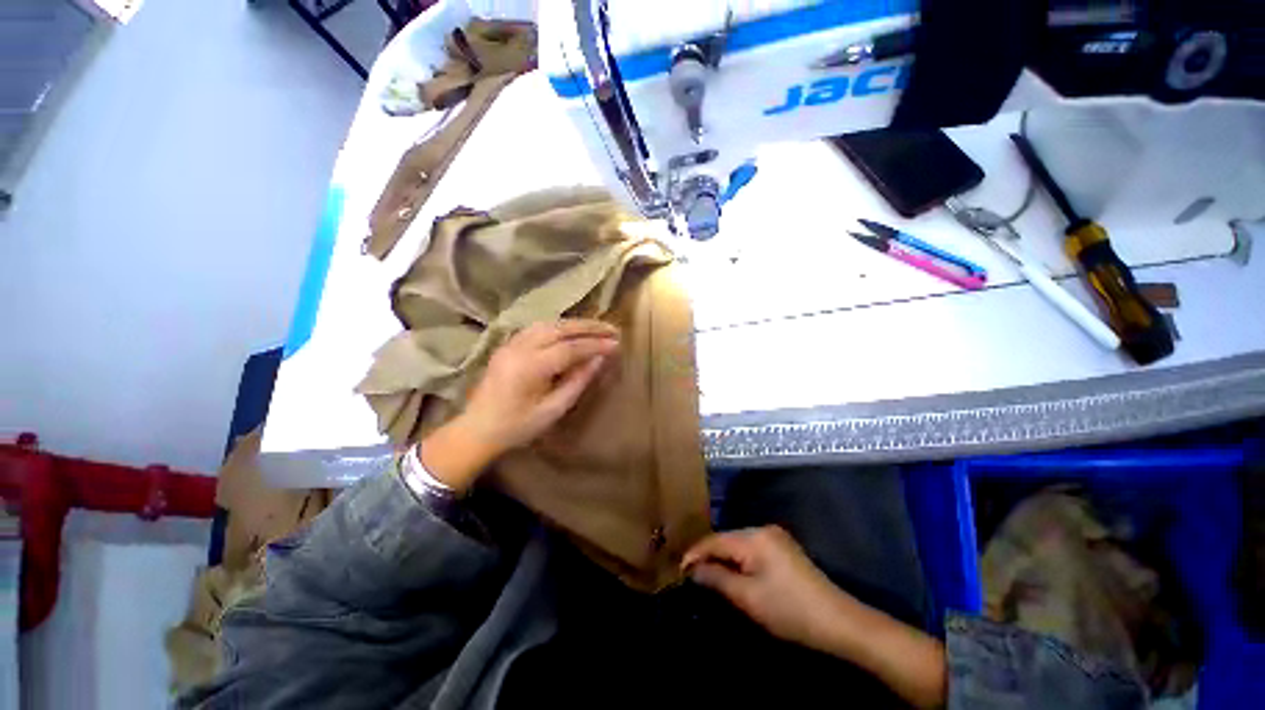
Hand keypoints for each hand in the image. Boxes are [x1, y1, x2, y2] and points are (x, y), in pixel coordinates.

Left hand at [420, 319, 617, 490]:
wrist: (477, 429)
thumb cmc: (517, 426)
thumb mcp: (553, 410)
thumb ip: (577, 382)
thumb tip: (599, 360)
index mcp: (530, 367)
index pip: (571, 348)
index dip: (596, 344)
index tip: (616, 344)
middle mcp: (519, 348)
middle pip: (560, 328)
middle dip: (588, 327)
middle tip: (611, 328)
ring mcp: (511, 343)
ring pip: (548, 323)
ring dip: (574, 324)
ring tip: (595, 328)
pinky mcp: (508, 345)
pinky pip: (537, 327)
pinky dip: (558, 326)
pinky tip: (570, 331)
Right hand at [682, 526, 854, 650]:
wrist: (838, 622)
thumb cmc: (789, 611)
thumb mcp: (748, 597)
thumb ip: (717, 578)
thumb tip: (693, 569)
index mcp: (754, 537)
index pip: (715, 540)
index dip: (695, 554)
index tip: (678, 570)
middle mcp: (763, 530)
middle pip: (726, 540)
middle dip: (708, 556)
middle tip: (691, 575)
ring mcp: (775, 538)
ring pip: (738, 545)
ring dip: (723, 559)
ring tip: (706, 576)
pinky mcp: (783, 550)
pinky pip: (751, 550)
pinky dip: (738, 562)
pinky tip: (732, 574)